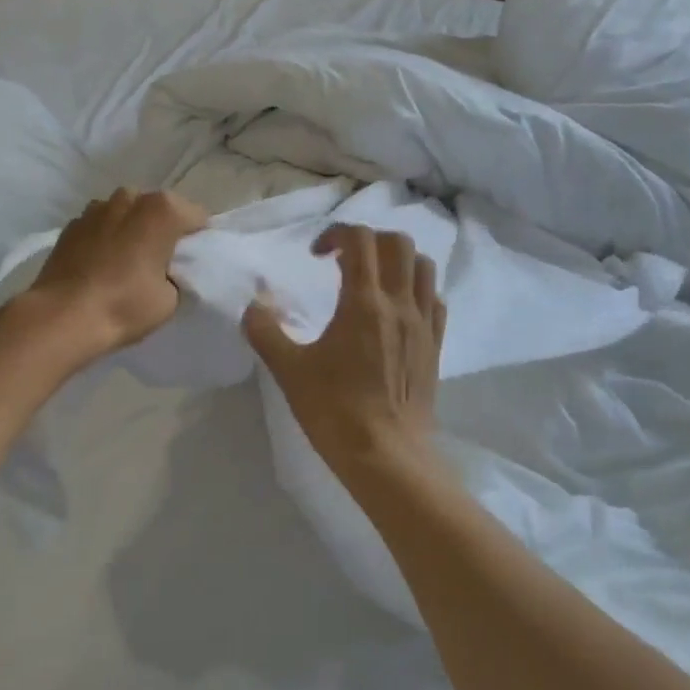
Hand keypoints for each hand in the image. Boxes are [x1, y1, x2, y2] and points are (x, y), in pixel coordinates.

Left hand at [19, 188, 207, 365]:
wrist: (62, 316)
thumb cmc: (124, 305)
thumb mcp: (170, 299)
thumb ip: (174, 274)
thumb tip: (163, 270)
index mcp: (161, 210)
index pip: (196, 217)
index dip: (198, 239)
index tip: (191, 262)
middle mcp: (129, 198)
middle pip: (157, 209)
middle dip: (161, 229)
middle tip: (160, 262)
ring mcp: (95, 208)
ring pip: (125, 214)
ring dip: (130, 230)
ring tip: (126, 262)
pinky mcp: (71, 225)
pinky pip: (99, 227)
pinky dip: (104, 239)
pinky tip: (100, 265)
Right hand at [243, 225, 445, 467]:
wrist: (386, 455)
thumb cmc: (335, 410)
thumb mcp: (289, 370)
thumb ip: (265, 332)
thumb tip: (253, 307)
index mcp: (364, 303)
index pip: (361, 240)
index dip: (336, 234)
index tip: (316, 255)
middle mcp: (400, 304)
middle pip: (397, 243)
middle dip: (368, 240)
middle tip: (343, 261)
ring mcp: (424, 324)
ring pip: (422, 266)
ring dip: (396, 260)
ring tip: (371, 280)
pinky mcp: (436, 345)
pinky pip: (434, 299)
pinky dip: (415, 289)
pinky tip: (395, 310)